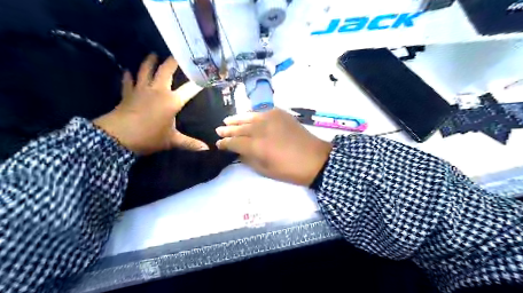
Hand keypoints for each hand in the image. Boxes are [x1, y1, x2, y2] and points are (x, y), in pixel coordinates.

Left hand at [94, 55, 208, 154]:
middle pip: (165, 71)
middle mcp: (157, 91)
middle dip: (173, 62)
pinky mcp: (127, 94)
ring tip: (153, 54)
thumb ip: (190, 143)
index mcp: (171, 101)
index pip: (190, 89)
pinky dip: (128, 75)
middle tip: (177, 54)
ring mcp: (141, 90)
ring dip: (149, 61)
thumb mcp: (172, 141)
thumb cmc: (149, 137)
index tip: (206, 76)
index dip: (199, 82)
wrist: (118, 137)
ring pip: (145, 70)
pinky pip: (128, 81)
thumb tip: (207, 150)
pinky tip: (128, 71)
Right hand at [216, 108, 329, 185]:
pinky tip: (247, 116)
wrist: (315, 158)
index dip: (224, 143)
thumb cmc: (290, 170)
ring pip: (248, 117)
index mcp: (256, 146)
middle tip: (219, 130)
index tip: (218, 144)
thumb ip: (248, 159)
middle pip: (239, 128)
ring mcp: (270, 118)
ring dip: (236, 119)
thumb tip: (238, 151)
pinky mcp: (280, 113)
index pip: (234, 142)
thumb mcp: (265, 170)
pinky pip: (261, 112)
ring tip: (227, 120)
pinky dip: (252, 114)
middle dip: (227, 130)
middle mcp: (261, 129)